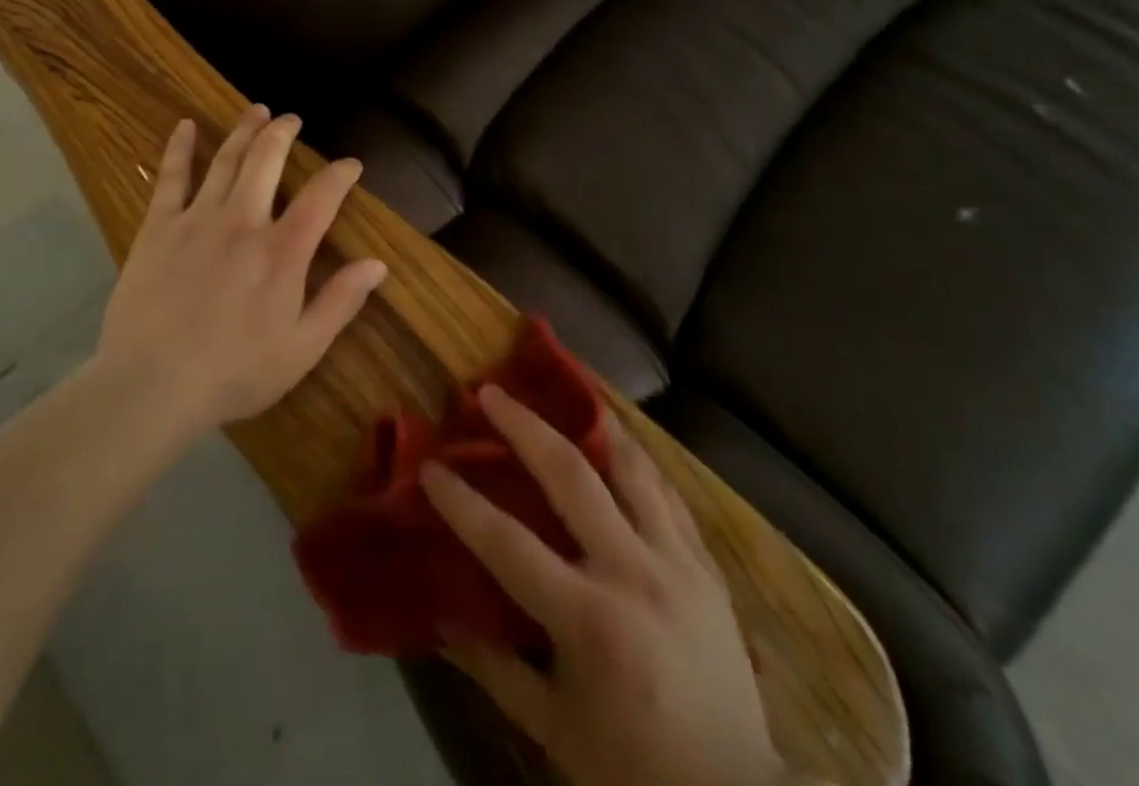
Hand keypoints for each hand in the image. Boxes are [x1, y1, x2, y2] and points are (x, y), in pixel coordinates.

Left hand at [97, 105, 387, 433]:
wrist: (152, 385)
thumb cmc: (234, 373)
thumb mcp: (302, 349)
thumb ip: (340, 302)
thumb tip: (378, 264)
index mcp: (283, 252)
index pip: (321, 198)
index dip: (340, 175)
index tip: (351, 164)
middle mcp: (243, 222)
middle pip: (267, 161)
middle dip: (284, 134)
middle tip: (292, 119)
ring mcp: (198, 220)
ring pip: (226, 160)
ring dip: (244, 131)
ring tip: (256, 110)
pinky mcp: (159, 228)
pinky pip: (171, 178)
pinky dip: (180, 148)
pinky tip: (185, 126)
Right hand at [421, 389, 791, 785]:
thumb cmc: (633, 767)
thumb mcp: (555, 731)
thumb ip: (497, 671)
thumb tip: (443, 622)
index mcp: (589, 620)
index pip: (508, 544)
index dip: (462, 502)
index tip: (431, 466)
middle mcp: (633, 573)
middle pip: (570, 477)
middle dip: (523, 427)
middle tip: (491, 392)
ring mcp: (677, 562)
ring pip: (631, 467)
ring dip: (593, 424)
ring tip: (567, 391)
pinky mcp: (706, 564)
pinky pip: (668, 494)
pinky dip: (639, 460)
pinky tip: (620, 440)